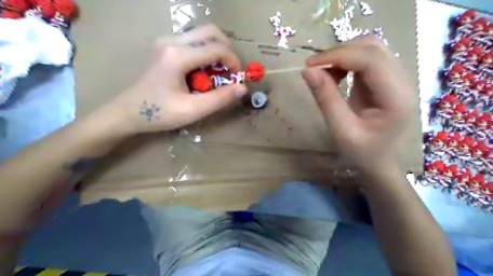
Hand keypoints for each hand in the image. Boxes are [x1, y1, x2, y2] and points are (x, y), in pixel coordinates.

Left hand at [106, 25, 248, 134]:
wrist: (127, 112)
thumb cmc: (159, 113)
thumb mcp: (192, 110)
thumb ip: (219, 99)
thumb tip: (243, 88)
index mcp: (178, 56)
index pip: (216, 49)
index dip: (233, 62)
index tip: (238, 79)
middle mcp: (171, 41)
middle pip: (210, 32)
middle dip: (227, 50)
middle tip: (230, 71)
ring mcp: (166, 41)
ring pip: (201, 34)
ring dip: (216, 51)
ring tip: (217, 73)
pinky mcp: (164, 46)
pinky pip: (192, 41)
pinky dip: (205, 53)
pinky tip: (202, 72)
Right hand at [300, 35, 415, 174]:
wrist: (379, 161)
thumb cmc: (362, 152)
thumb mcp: (341, 130)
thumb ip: (326, 99)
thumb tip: (307, 71)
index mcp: (396, 97)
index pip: (370, 59)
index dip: (338, 55)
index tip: (309, 65)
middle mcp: (402, 80)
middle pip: (372, 47)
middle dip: (339, 53)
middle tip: (315, 70)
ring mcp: (395, 77)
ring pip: (369, 48)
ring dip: (342, 56)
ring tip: (325, 75)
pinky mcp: (385, 79)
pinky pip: (365, 58)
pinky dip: (346, 62)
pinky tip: (336, 77)